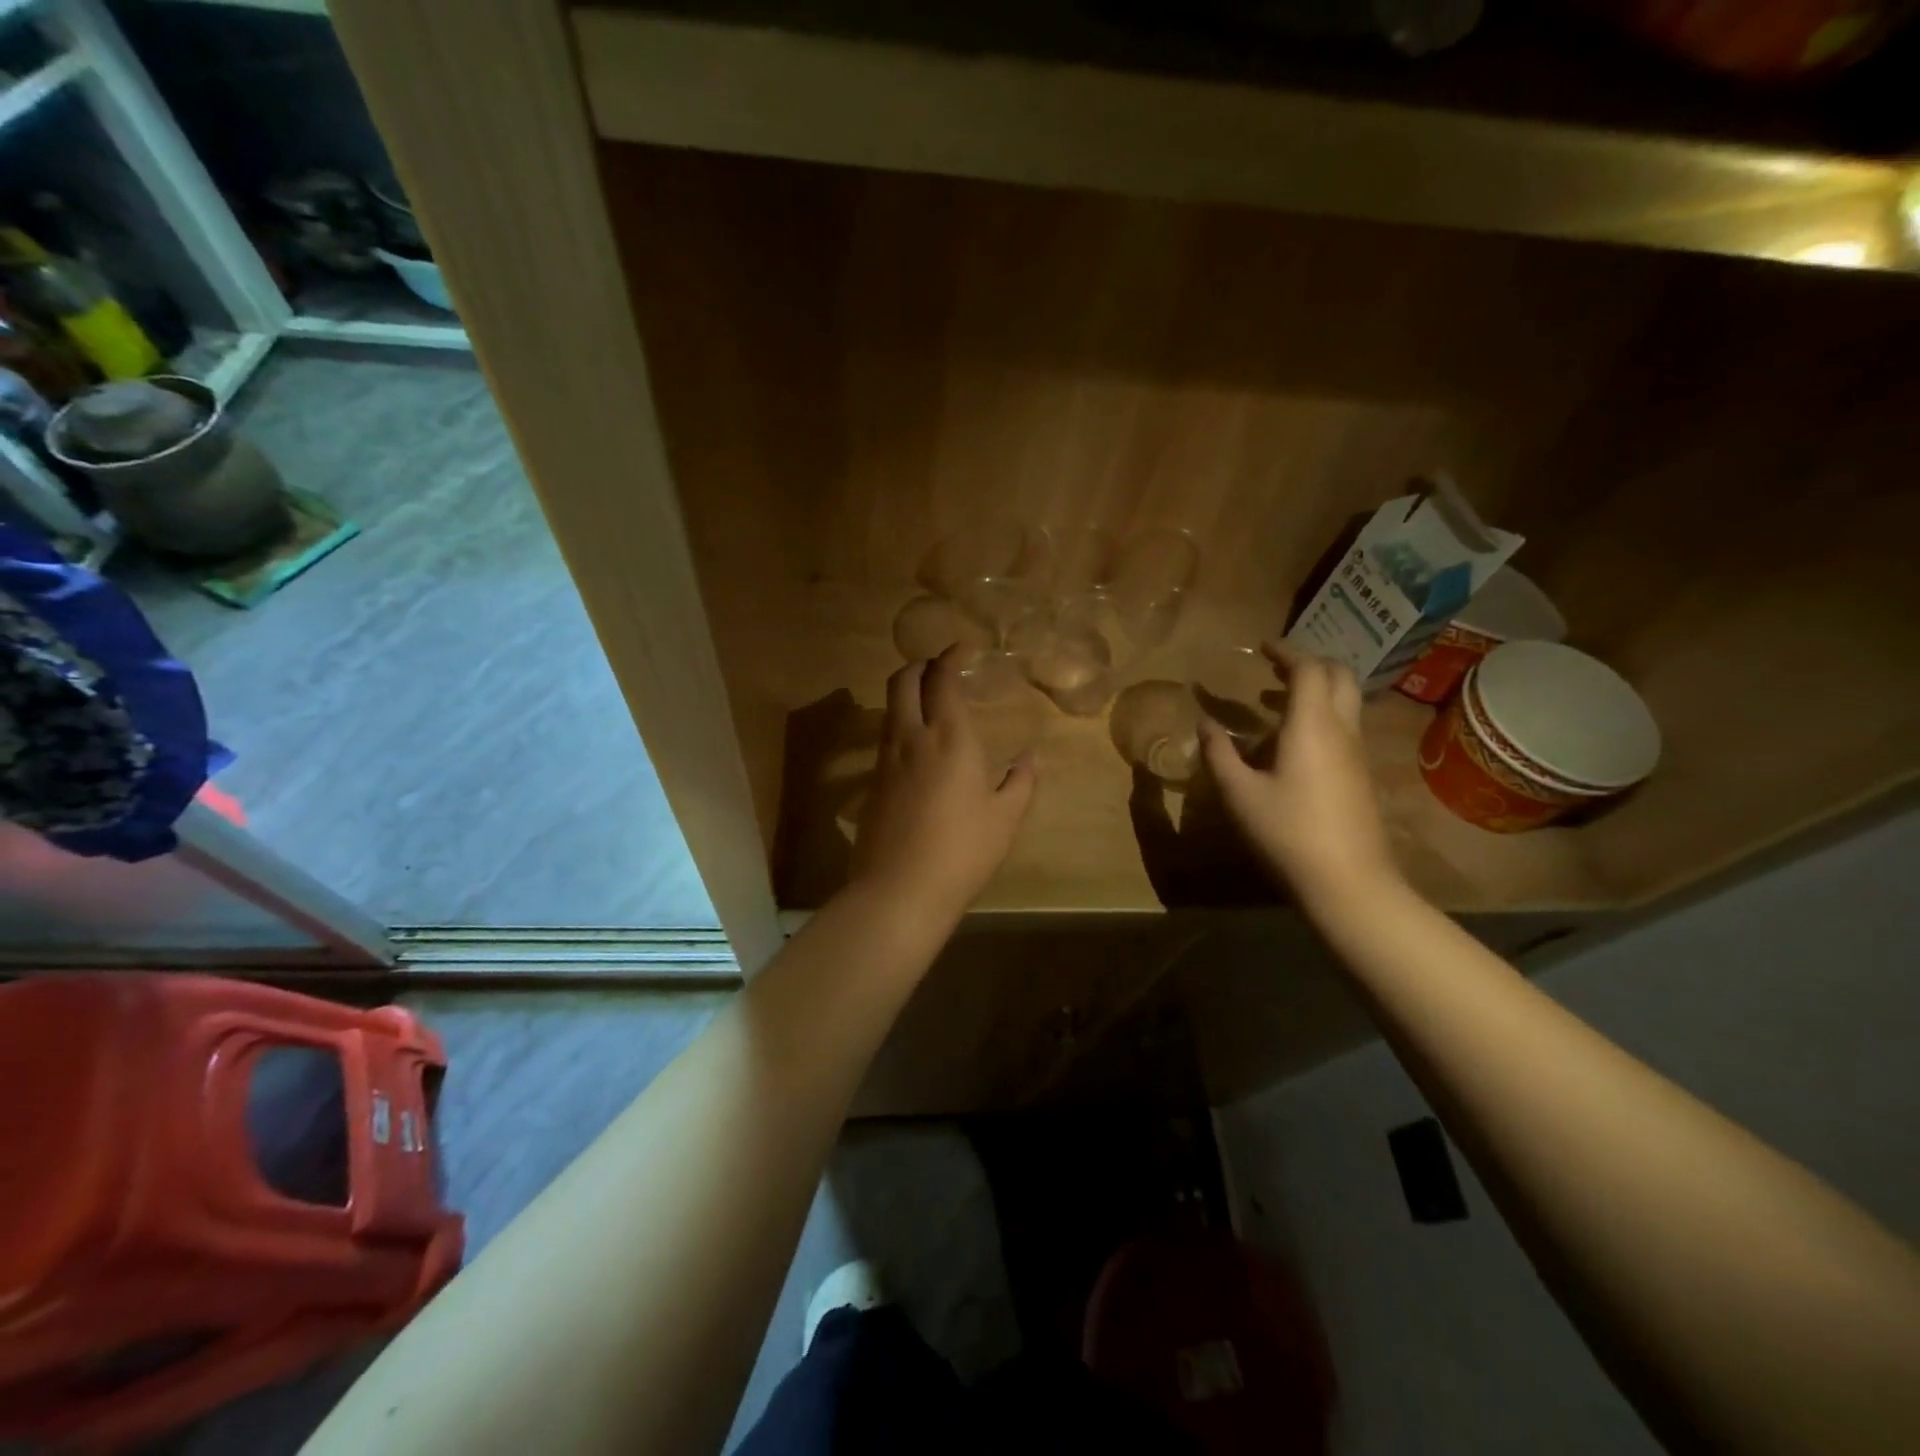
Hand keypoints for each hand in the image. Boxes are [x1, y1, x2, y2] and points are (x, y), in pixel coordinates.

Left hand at [849, 645, 1037, 924]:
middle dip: (920, 665)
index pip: (941, 679)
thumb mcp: (1005, 818)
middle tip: (940, 667)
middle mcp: (911, 736)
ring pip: (889, 706)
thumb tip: (1030, 756)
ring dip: (907, 691)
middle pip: (902, 680)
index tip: (962, 649)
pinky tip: (918, 742)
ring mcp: (886, 758)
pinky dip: (900, 721)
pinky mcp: (872, 782)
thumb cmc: (963, 851)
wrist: (900, 889)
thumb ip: (1021, 781)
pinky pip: (886, 734)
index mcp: (949, 737)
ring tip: (929, 700)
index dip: (949, 657)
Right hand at [1199, 639, 1399, 905]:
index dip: (1286, 651)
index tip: (1262, 647)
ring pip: (1344, 702)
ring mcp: (1356, 753)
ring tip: (1274, 700)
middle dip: (1308, 663)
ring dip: (1315, 690)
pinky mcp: (1360, 775)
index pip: (1308, 669)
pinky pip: (1343, 726)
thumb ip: (1219, 754)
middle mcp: (1341, 729)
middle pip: (1339, 676)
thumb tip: (1204, 723)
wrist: (1349, 881)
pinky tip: (1291, 742)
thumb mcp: (1239, 793)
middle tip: (1275, 667)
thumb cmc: (1288, 832)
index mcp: (1311, 725)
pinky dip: (1320, 715)